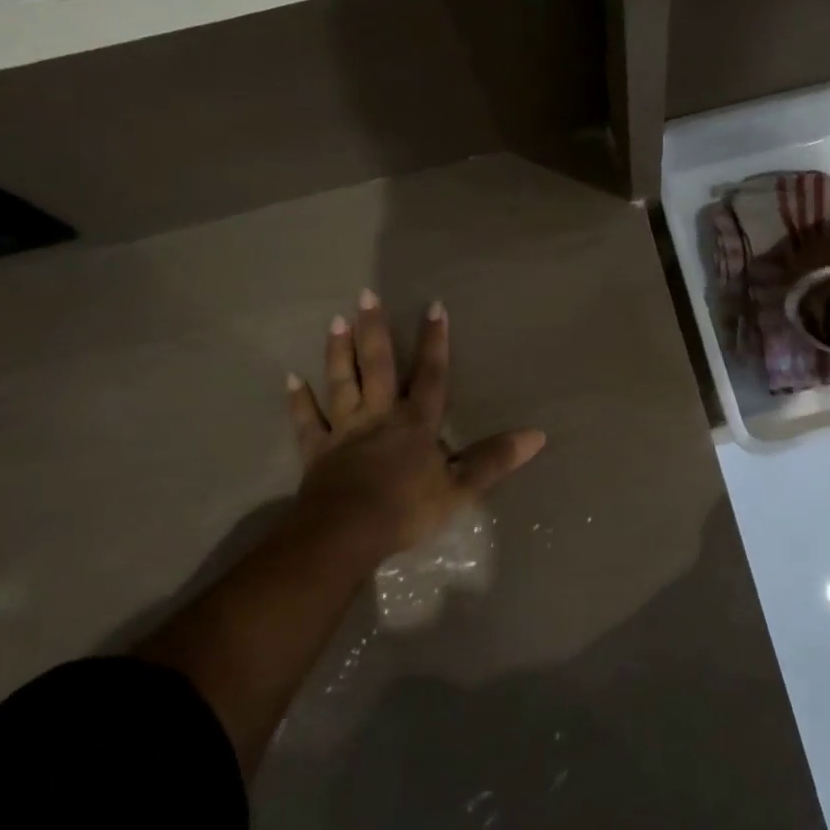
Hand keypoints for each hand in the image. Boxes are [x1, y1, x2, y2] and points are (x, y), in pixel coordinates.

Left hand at [286, 292, 545, 562]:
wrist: (345, 535)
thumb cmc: (406, 510)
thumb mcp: (460, 488)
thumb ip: (494, 459)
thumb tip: (538, 435)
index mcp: (415, 423)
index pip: (430, 374)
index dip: (434, 341)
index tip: (433, 305)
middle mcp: (379, 416)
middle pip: (377, 366)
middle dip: (374, 330)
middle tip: (366, 295)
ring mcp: (345, 431)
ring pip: (342, 383)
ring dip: (339, 352)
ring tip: (335, 321)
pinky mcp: (318, 451)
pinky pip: (308, 421)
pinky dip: (299, 401)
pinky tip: (292, 379)